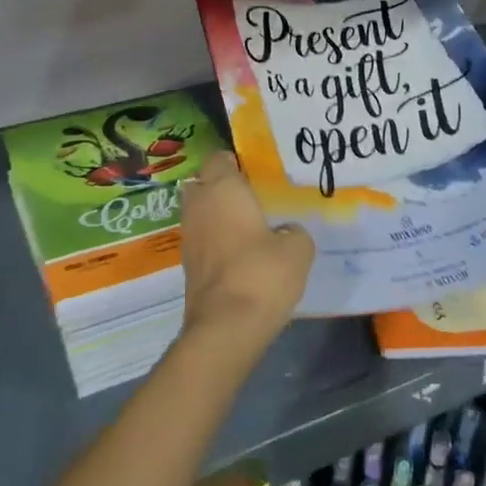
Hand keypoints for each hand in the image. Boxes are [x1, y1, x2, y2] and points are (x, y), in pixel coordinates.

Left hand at [179, 152, 312, 361]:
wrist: (225, 327)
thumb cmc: (262, 274)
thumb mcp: (298, 249)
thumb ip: (294, 231)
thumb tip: (286, 232)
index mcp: (223, 188)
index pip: (220, 157)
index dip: (237, 162)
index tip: (259, 173)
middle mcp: (199, 204)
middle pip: (204, 181)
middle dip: (222, 186)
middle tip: (253, 198)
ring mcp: (188, 234)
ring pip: (200, 210)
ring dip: (218, 214)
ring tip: (250, 226)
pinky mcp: (187, 263)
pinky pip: (202, 237)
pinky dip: (215, 239)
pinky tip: (240, 253)